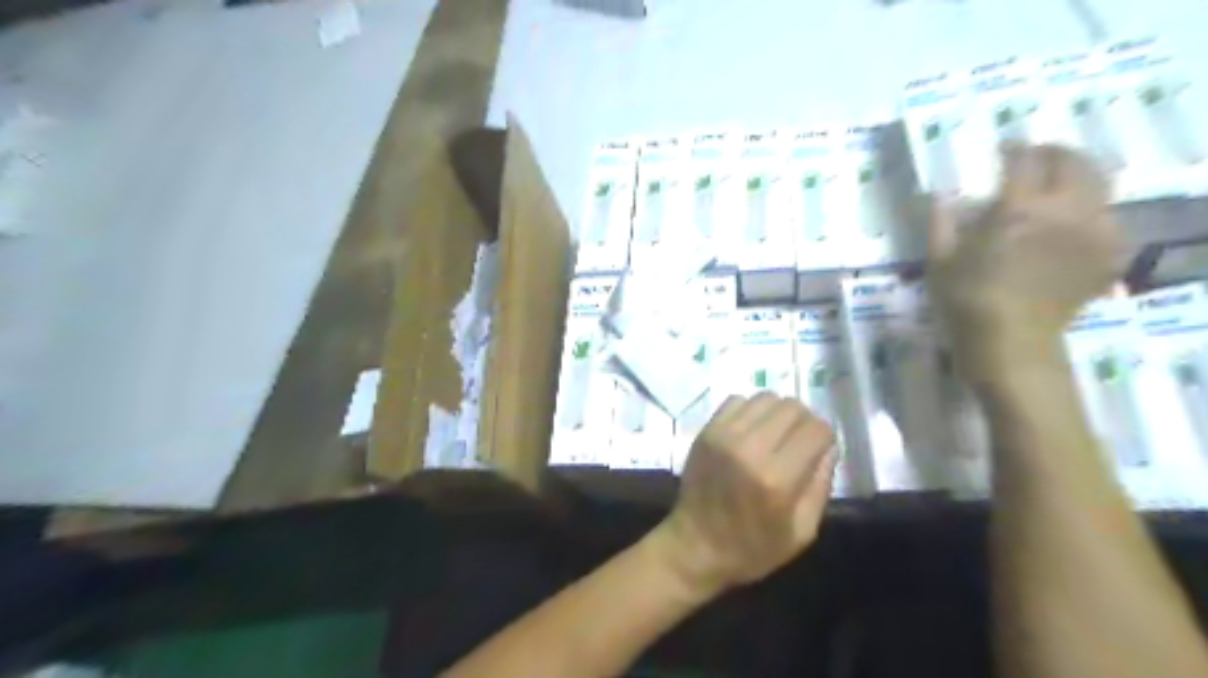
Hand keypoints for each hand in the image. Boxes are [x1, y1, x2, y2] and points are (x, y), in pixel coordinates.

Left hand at [652, 392, 830, 597]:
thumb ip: (820, 486)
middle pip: (793, 407)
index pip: (816, 430)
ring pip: (766, 398)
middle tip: (798, 442)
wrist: (694, 546)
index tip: (819, 450)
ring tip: (774, 435)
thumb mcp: (801, 532)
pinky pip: (737, 400)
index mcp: (777, 479)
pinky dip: (751, 410)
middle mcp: (750, 448)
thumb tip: (828, 447)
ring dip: (778, 413)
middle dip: (804, 422)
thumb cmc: (752, 549)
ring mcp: (724, 435)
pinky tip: (750, 431)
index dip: (824, 438)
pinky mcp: (706, 430)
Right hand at [927, 146, 1122, 373]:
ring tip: (1058, 182)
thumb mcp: (938, 261)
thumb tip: (939, 194)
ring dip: (1078, 174)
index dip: (1014, 148)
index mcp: (1018, 210)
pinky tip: (1074, 221)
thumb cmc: (966, 302)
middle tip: (1035, 157)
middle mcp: (1064, 212)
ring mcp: (1093, 232)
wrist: (1011, 344)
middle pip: (1074, 161)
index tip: (1002, 149)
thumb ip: (940, 222)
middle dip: (1054, 152)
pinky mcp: (1107, 254)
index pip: (1025, 159)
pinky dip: (1093, 209)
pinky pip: (1110, 217)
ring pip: (1100, 183)